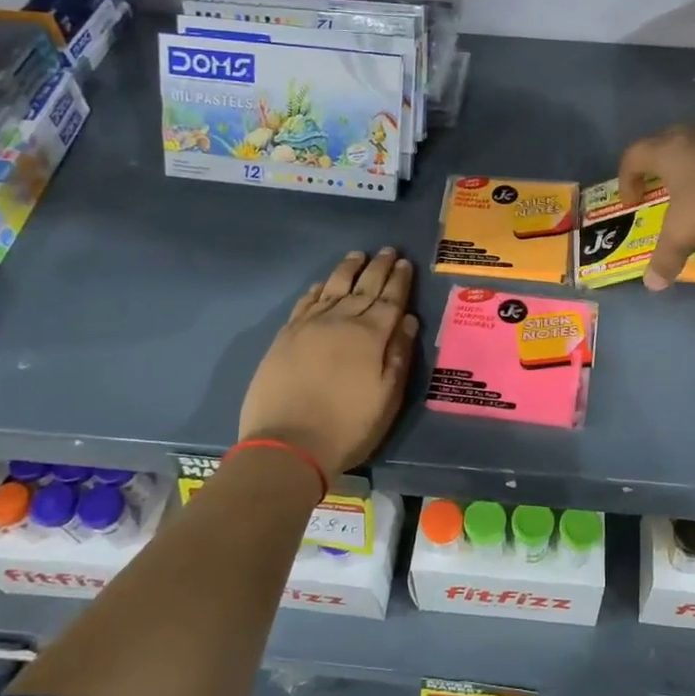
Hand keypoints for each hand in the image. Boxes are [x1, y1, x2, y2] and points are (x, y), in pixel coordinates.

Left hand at [239, 248, 419, 481]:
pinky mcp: (286, 336)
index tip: (406, 263)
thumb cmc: (347, 426)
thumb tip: (409, 320)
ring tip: (358, 255)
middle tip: (389, 251)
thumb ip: (399, 355)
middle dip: (379, 267)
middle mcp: (341, 321)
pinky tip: (324, 283)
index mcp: (371, 335)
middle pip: (364, 287)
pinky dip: (317, 289)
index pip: (390, 299)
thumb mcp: (387, 397)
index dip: (400, 281)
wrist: (287, 444)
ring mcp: (310, 326)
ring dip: (348, 269)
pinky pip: (306, 302)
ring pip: (334, 287)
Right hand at [617, 126, 694, 289]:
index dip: (626, 179)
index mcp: (668, 151)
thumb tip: (652, 285)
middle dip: (656, 166)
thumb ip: (664, 258)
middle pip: (664, 143)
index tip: (632, 203)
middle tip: (658, 188)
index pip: (634, 155)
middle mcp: (693, 135)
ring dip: (688, 166)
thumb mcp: (683, 235)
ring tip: (692, 192)